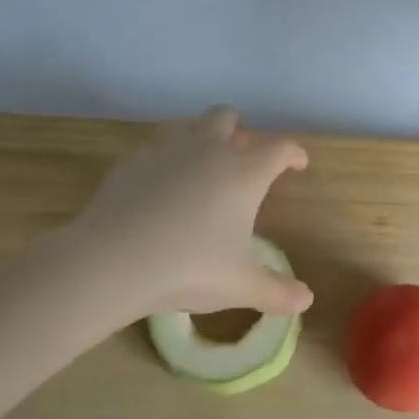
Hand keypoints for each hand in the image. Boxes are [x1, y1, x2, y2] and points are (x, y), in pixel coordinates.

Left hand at [37, 107, 313, 323]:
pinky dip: (167, 157)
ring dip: (202, 136)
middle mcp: (209, 150)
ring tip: (202, 164)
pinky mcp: (132, 160)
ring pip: (190, 125)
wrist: (112, 261)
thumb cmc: (189, 268)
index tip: (297, 163)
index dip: (293, 153)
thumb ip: (276, 291)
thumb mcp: (240, 286)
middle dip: (240, 131)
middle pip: (228, 117)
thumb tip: (306, 300)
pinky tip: (161, 183)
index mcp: (244, 173)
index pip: (279, 149)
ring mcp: (167, 150)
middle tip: (242, 155)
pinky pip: (156, 146)